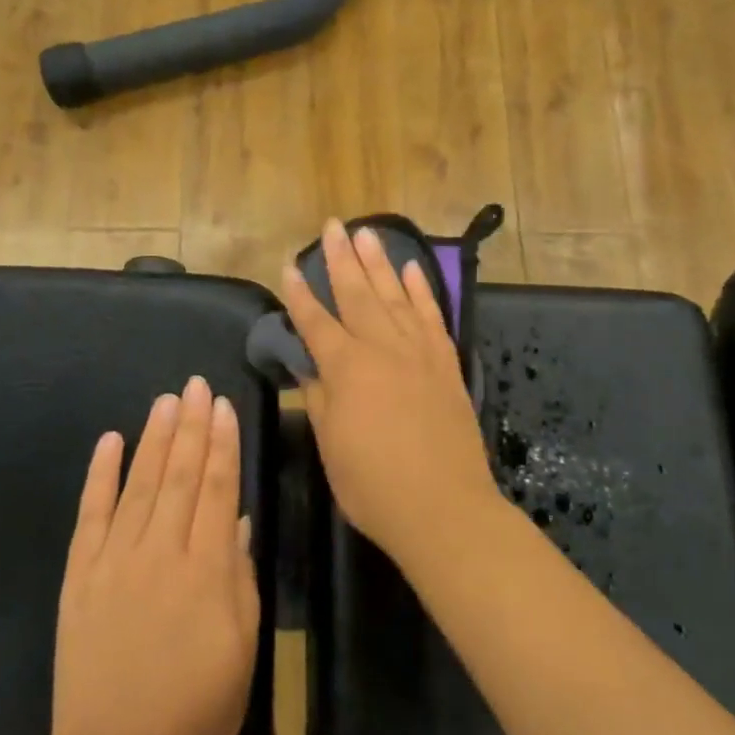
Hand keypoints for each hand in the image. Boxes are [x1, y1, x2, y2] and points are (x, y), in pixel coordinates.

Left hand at [48, 378, 260, 734]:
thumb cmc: (197, 709)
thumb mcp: (242, 648)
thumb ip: (240, 579)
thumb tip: (239, 523)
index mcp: (206, 569)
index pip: (217, 489)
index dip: (222, 444)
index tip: (223, 406)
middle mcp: (160, 552)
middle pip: (179, 475)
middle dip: (190, 426)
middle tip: (194, 385)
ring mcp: (115, 560)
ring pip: (139, 485)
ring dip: (153, 439)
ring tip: (165, 401)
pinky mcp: (80, 576)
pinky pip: (91, 515)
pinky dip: (100, 476)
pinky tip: (110, 442)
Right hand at [281, 220, 500, 556]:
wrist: (444, 509)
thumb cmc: (374, 485)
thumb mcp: (332, 445)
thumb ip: (320, 399)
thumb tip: (310, 368)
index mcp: (347, 369)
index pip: (317, 322)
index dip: (300, 294)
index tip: (288, 265)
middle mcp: (383, 349)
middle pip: (358, 295)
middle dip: (341, 259)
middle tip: (332, 226)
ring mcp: (419, 354)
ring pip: (396, 297)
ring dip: (380, 263)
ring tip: (367, 234)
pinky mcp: (446, 366)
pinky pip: (432, 318)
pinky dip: (422, 292)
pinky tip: (412, 271)